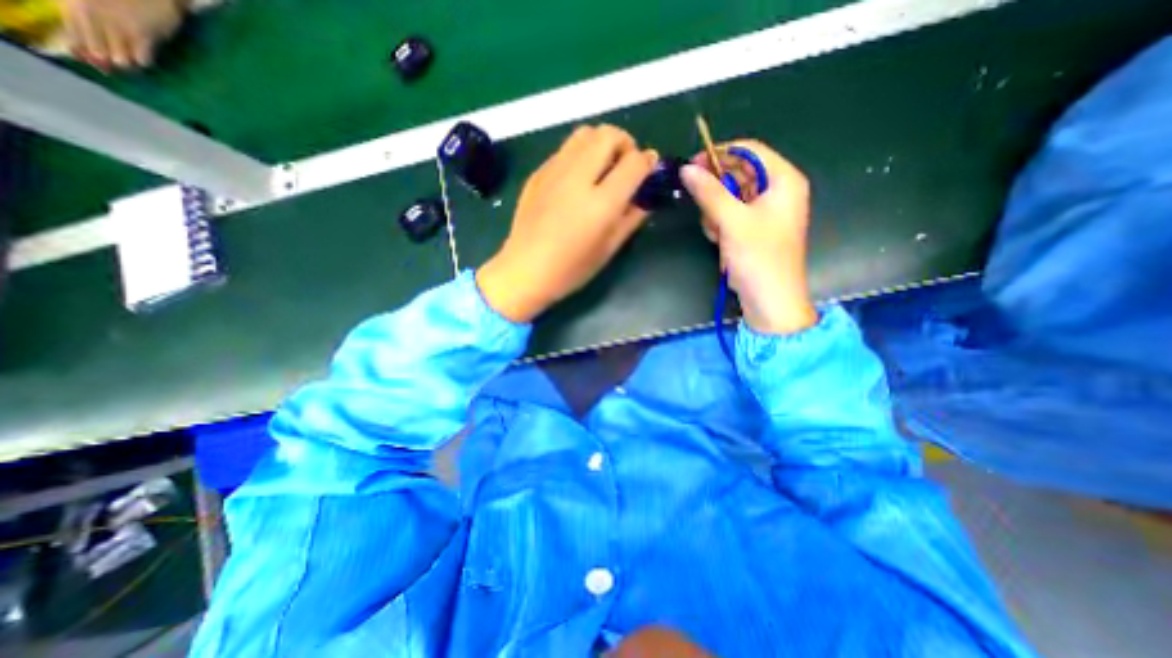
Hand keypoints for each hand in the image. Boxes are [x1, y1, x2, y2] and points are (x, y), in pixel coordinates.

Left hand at [58, 0, 184, 70]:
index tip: (93, 63)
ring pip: (122, 60)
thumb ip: (88, 23)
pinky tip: (145, 56)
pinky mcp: (144, 36)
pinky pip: (143, 59)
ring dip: (129, 64)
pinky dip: (144, 62)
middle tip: (118, 63)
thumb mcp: (92, 4)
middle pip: (99, 52)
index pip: (74, 38)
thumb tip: (93, 54)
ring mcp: (120, 27)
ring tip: (132, 60)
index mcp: (74, 7)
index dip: (84, 54)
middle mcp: (93, 17)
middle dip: (109, 62)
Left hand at [475, 125, 658, 322]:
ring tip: (602, 168)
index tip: (648, 172)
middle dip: (625, 144)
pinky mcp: (538, 173)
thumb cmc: (571, 269)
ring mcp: (554, 171)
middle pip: (608, 135)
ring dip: (601, 143)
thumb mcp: (609, 249)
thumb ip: (631, 218)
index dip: (648, 163)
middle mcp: (578, 178)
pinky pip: (565, 149)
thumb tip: (646, 197)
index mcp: (601, 203)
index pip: (634, 163)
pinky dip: (580, 154)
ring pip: (585, 133)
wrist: (525, 271)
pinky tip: (577, 180)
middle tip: (625, 166)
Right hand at [678, 138, 816, 332]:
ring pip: (729, 196)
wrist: (769, 302)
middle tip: (702, 207)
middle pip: (738, 174)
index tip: (691, 166)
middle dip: (717, 191)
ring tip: (717, 233)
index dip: (720, 154)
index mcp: (783, 181)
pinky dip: (720, 224)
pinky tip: (720, 241)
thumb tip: (686, 169)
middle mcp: (776, 191)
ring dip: (716, 212)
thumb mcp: (733, 222)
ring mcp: (764, 212)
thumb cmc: (759, 259)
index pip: (749, 151)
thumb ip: (710, 193)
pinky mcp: (753, 229)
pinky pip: (729, 215)